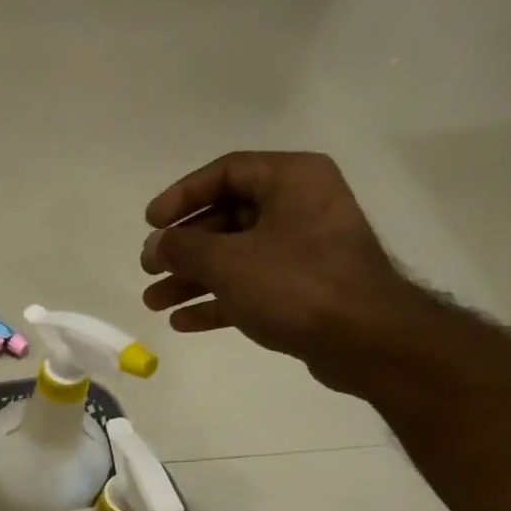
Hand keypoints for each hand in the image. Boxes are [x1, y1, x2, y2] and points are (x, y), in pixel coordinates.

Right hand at [139, 151, 419, 382]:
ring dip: (190, 279)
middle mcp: (298, 207)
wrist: (362, 337)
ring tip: (153, 302)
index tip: (150, 223)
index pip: (225, 172)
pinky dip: (215, 301)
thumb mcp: (228, 261)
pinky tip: (182, 321)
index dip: (182, 196)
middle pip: (226, 218)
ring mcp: (300, 251)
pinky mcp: (300, 290)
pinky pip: (248, 287)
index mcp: (290, 180)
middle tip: (148, 268)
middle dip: (182, 247)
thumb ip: (183, 248)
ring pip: (233, 257)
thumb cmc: (294, 284)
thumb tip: (155, 245)